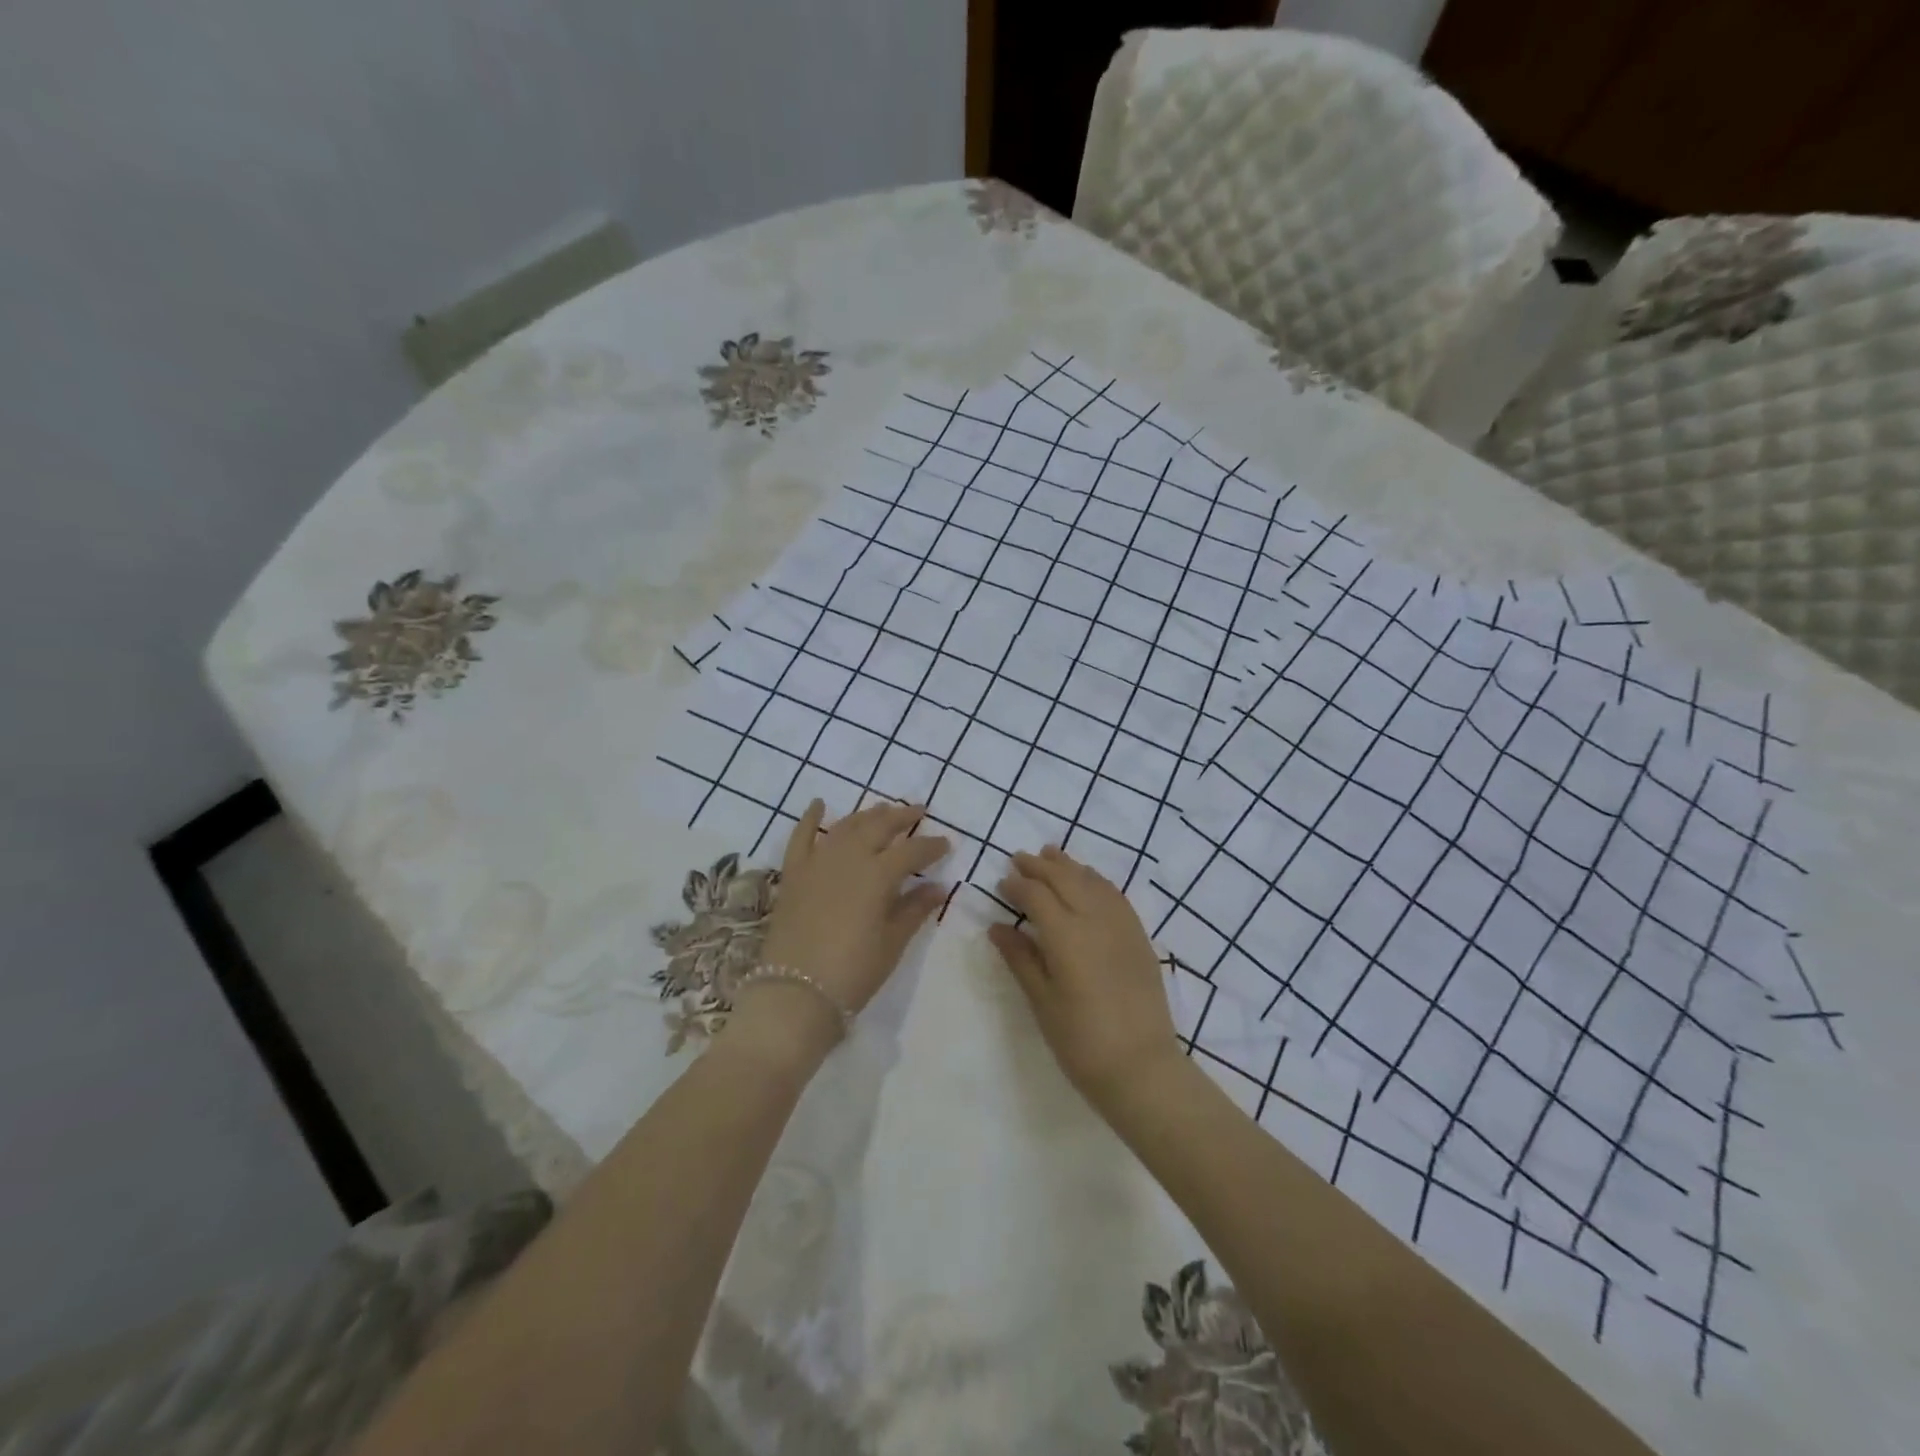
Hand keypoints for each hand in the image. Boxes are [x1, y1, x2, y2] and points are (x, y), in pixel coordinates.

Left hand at [742, 800, 949, 1054]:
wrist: (795, 993)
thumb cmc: (853, 972)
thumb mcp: (892, 943)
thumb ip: (914, 909)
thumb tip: (937, 887)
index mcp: (878, 874)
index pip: (912, 850)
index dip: (932, 845)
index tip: (947, 843)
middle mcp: (849, 858)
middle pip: (879, 826)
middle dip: (902, 817)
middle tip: (919, 811)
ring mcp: (817, 862)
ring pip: (846, 826)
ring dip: (867, 815)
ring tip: (883, 810)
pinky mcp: (793, 874)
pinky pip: (801, 837)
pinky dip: (810, 818)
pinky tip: (819, 803)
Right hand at [989, 845, 1183, 1113]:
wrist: (1141, 1067)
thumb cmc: (1081, 1040)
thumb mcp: (1041, 1001)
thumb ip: (1020, 958)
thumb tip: (997, 928)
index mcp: (1065, 935)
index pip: (1036, 895)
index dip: (1017, 885)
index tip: (1002, 883)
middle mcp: (1094, 919)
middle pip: (1064, 879)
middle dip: (1040, 866)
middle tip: (1019, 858)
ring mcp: (1121, 925)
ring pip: (1091, 881)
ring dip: (1069, 866)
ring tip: (1051, 854)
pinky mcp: (1139, 936)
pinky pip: (1115, 895)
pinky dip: (1096, 880)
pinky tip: (1089, 879)